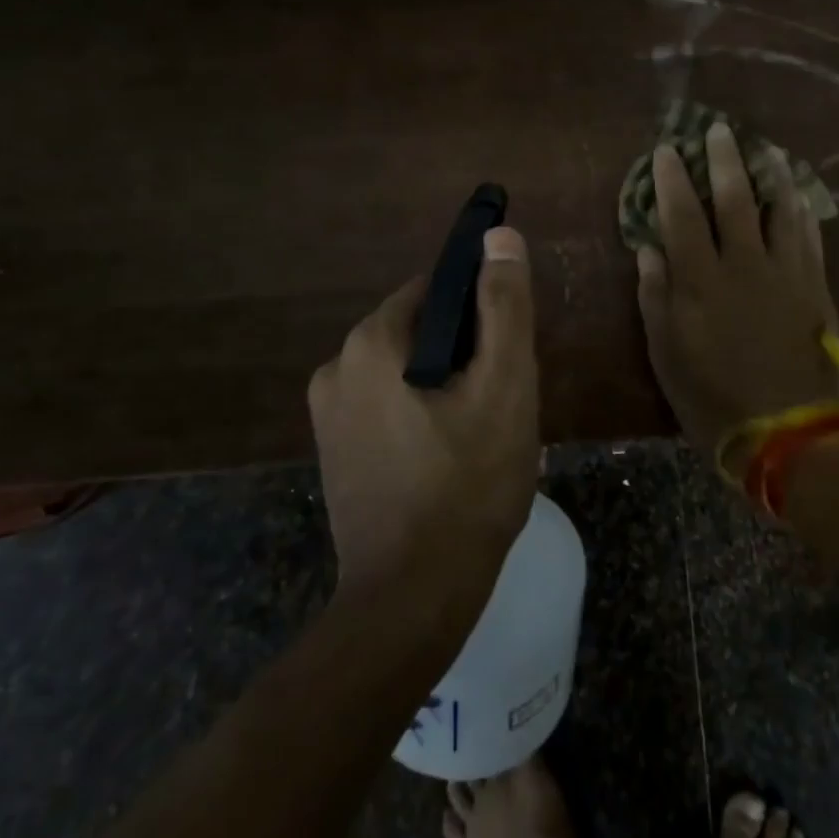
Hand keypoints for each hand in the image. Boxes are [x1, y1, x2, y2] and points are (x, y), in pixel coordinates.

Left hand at [307, 227, 539, 620]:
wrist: (412, 601)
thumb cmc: (468, 486)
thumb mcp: (504, 386)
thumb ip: (504, 305)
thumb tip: (498, 236)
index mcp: (370, 342)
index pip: (436, 290)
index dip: (482, 312)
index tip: (509, 352)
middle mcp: (337, 367)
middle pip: (422, 331)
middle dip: (466, 353)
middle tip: (502, 400)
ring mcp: (329, 414)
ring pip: (407, 371)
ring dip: (447, 386)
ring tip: (482, 434)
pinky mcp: (335, 452)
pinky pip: (389, 406)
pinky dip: (422, 414)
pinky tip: (451, 458)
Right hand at [636, 123, 838, 469]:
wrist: (790, 432)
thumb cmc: (714, 397)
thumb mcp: (667, 355)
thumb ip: (656, 297)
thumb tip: (648, 250)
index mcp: (700, 280)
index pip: (682, 215)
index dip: (671, 179)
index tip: (666, 151)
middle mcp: (743, 264)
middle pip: (734, 200)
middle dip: (724, 161)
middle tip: (719, 130)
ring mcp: (785, 273)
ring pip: (779, 210)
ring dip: (771, 175)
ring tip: (767, 149)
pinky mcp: (814, 287)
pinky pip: (809, 238)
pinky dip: (802, 212)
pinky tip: (799, 197)